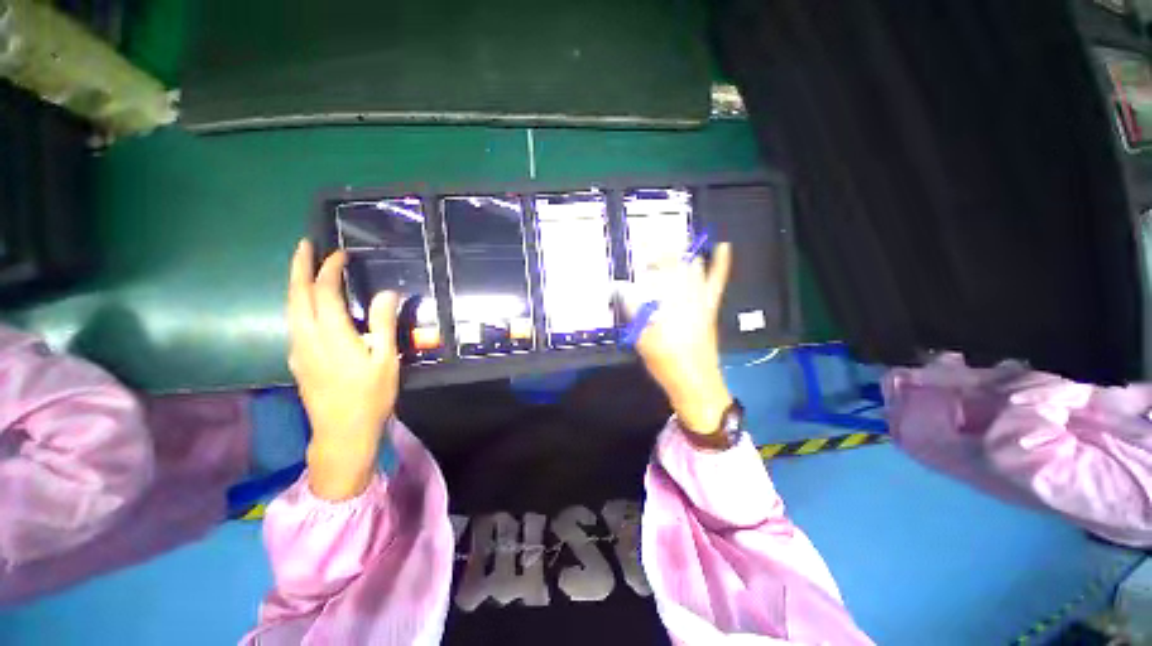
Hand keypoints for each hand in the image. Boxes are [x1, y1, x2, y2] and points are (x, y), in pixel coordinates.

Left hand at [287, 240, 400, 499]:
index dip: (330, 270)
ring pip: (290, 308)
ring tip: (304, 269)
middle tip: (304, 245)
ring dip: (295, 284)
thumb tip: (386, 293)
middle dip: (298, 267)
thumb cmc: (370, 396)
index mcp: (332, 336)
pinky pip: (293, 322)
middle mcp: (307, 338)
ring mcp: (298, 350)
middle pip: (296, 295)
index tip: (340, 254)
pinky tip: (308, 305)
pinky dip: (298, 303)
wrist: (342, 432)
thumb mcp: (385, 359)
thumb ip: (383, 324)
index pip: (324, 292)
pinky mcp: (297, 360)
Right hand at [619, 243, 733, 434]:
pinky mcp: (710, 308)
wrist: (695, 382)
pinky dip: (721, 264)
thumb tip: (621, 290)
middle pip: (676, 266)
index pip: (659, 270)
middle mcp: (687, 297)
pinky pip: (717, 282)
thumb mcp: (642, 339)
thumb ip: (633, 312)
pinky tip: (724, 246)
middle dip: (662, 254)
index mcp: (670, 303)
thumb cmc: (667, 362)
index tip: (639, 246)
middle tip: (648, 250)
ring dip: (682, 256)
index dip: (650, 255)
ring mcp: (702, 300)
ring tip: (671, 246)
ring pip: (695, 268)